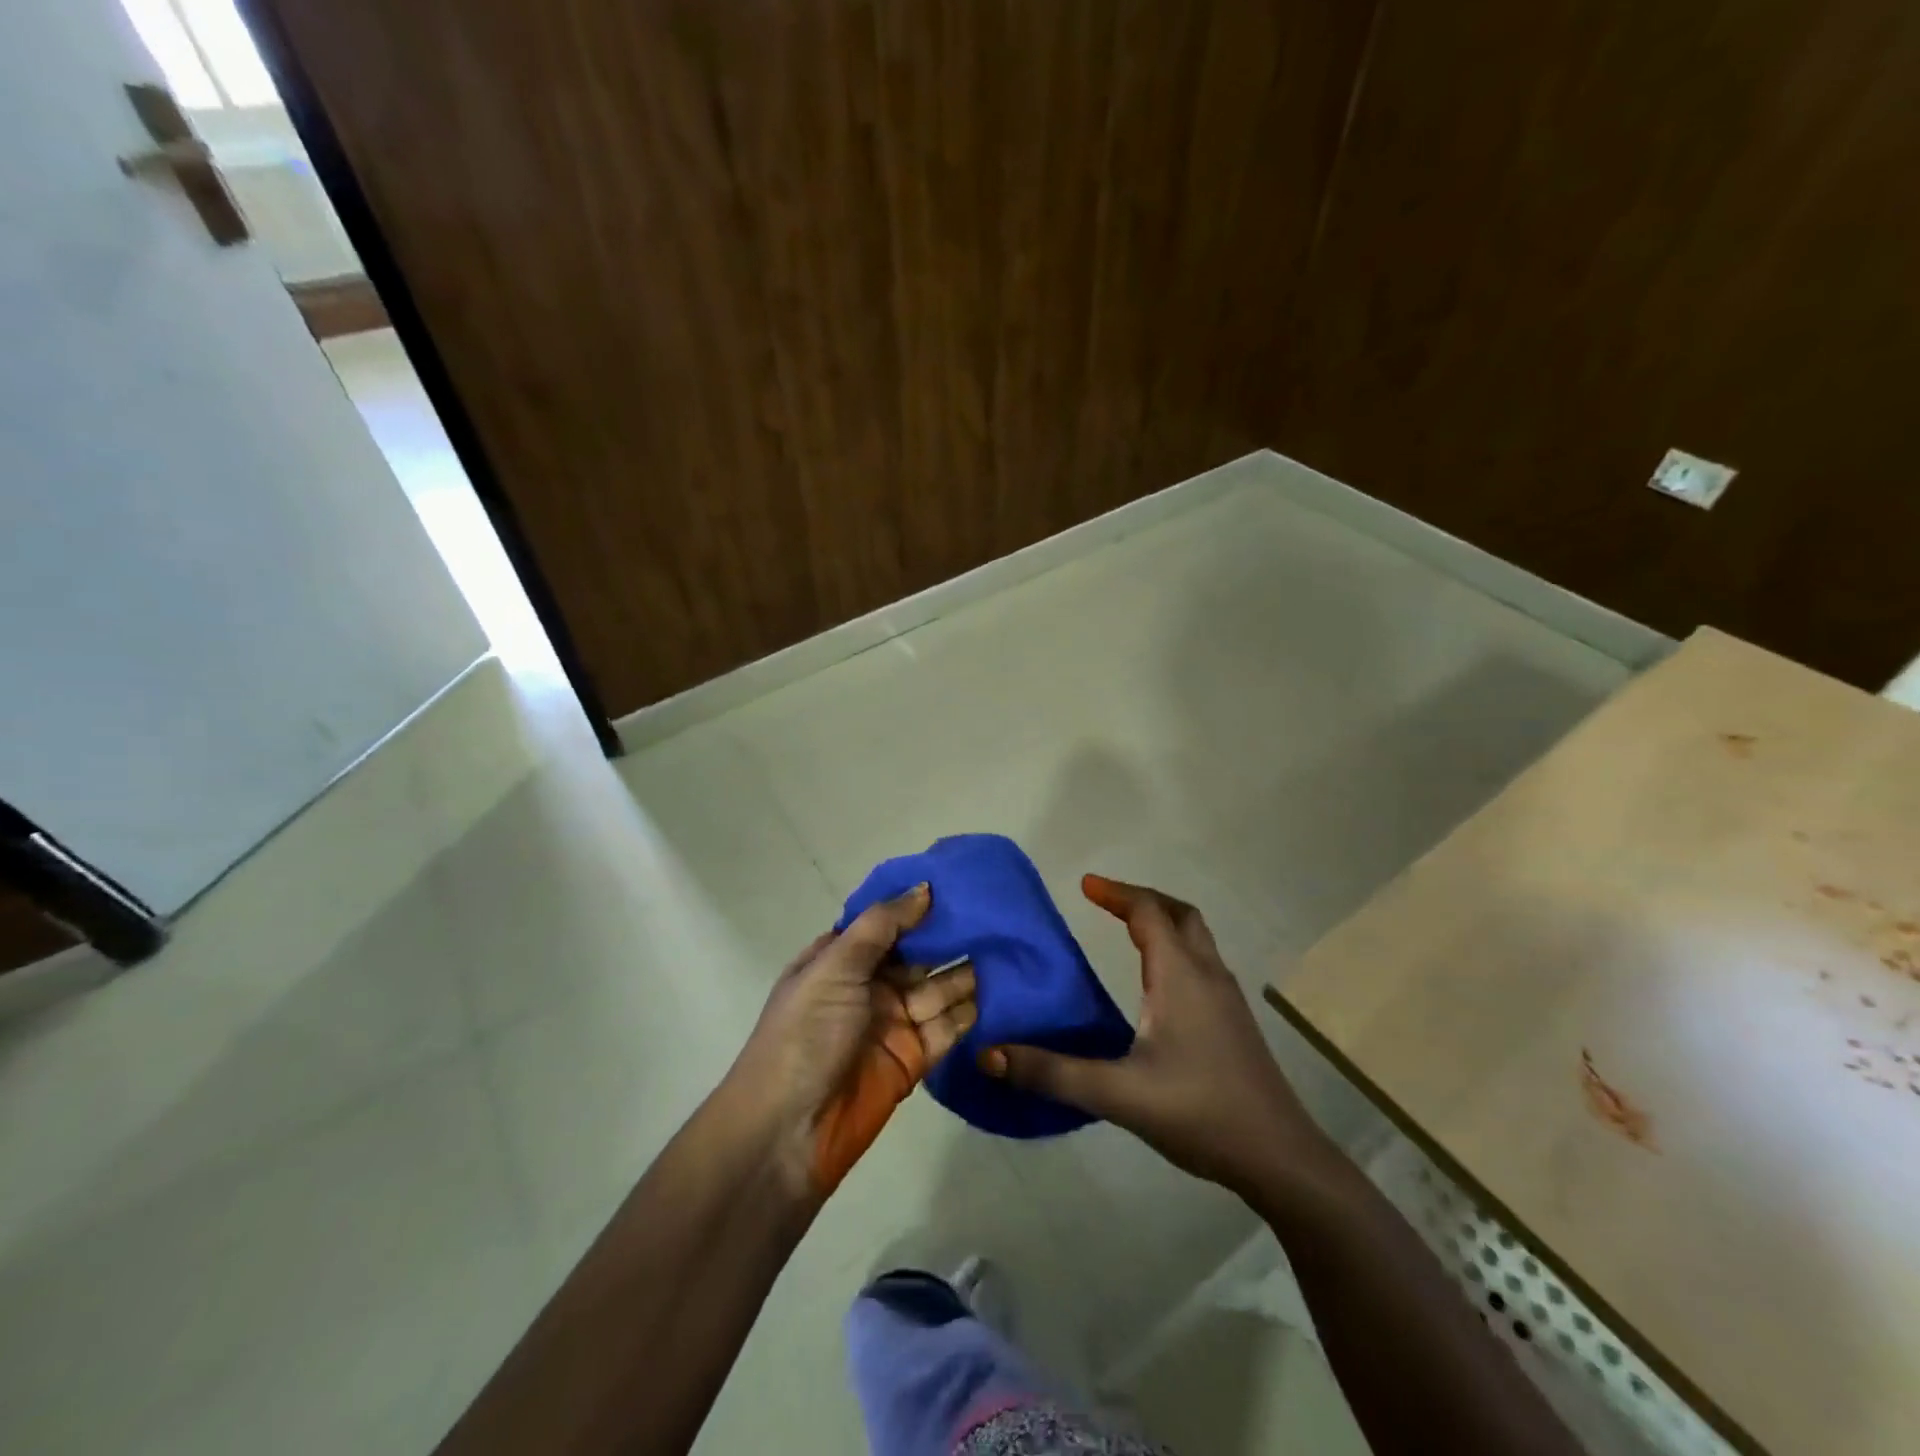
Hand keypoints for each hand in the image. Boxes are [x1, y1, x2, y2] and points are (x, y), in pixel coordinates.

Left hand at [728, 884, 976, 1198]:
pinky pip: (949, 1026)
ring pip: (940, 987)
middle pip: (918, 953)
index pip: (886, 922)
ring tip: (1010, 945)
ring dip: (968, 969)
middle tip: (999, 913)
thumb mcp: (834, 967)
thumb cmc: (805, 1034)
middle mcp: (869, 985)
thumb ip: (881, 926)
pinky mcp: (915, 1058)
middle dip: (951, 935)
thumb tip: (925, 888)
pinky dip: (973, 1010)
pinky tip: (1005, 987)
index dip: (918, 904)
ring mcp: (894, 1022)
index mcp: (841, 958)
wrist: (788, 1132)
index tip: (961, 882)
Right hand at [981, 875, 1324, 1197]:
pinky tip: (1158, 984)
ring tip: (1126, 930)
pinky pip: (1202, 962)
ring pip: (1196, 937)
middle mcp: (1207, 974)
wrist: (1280, 1157)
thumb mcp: (1118, 1094)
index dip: (1116, 893)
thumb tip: (989, 1053)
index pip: (1148, 912)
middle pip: (1179, 913)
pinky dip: (1175, 949)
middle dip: (1142, 898)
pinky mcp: (1235, 1021)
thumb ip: (1053, 1073)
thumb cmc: (1200, 1113)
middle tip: (1106, 900)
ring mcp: (1227, 998)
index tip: (1084, 885)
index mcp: (1180, 976)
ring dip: (1162, 921)